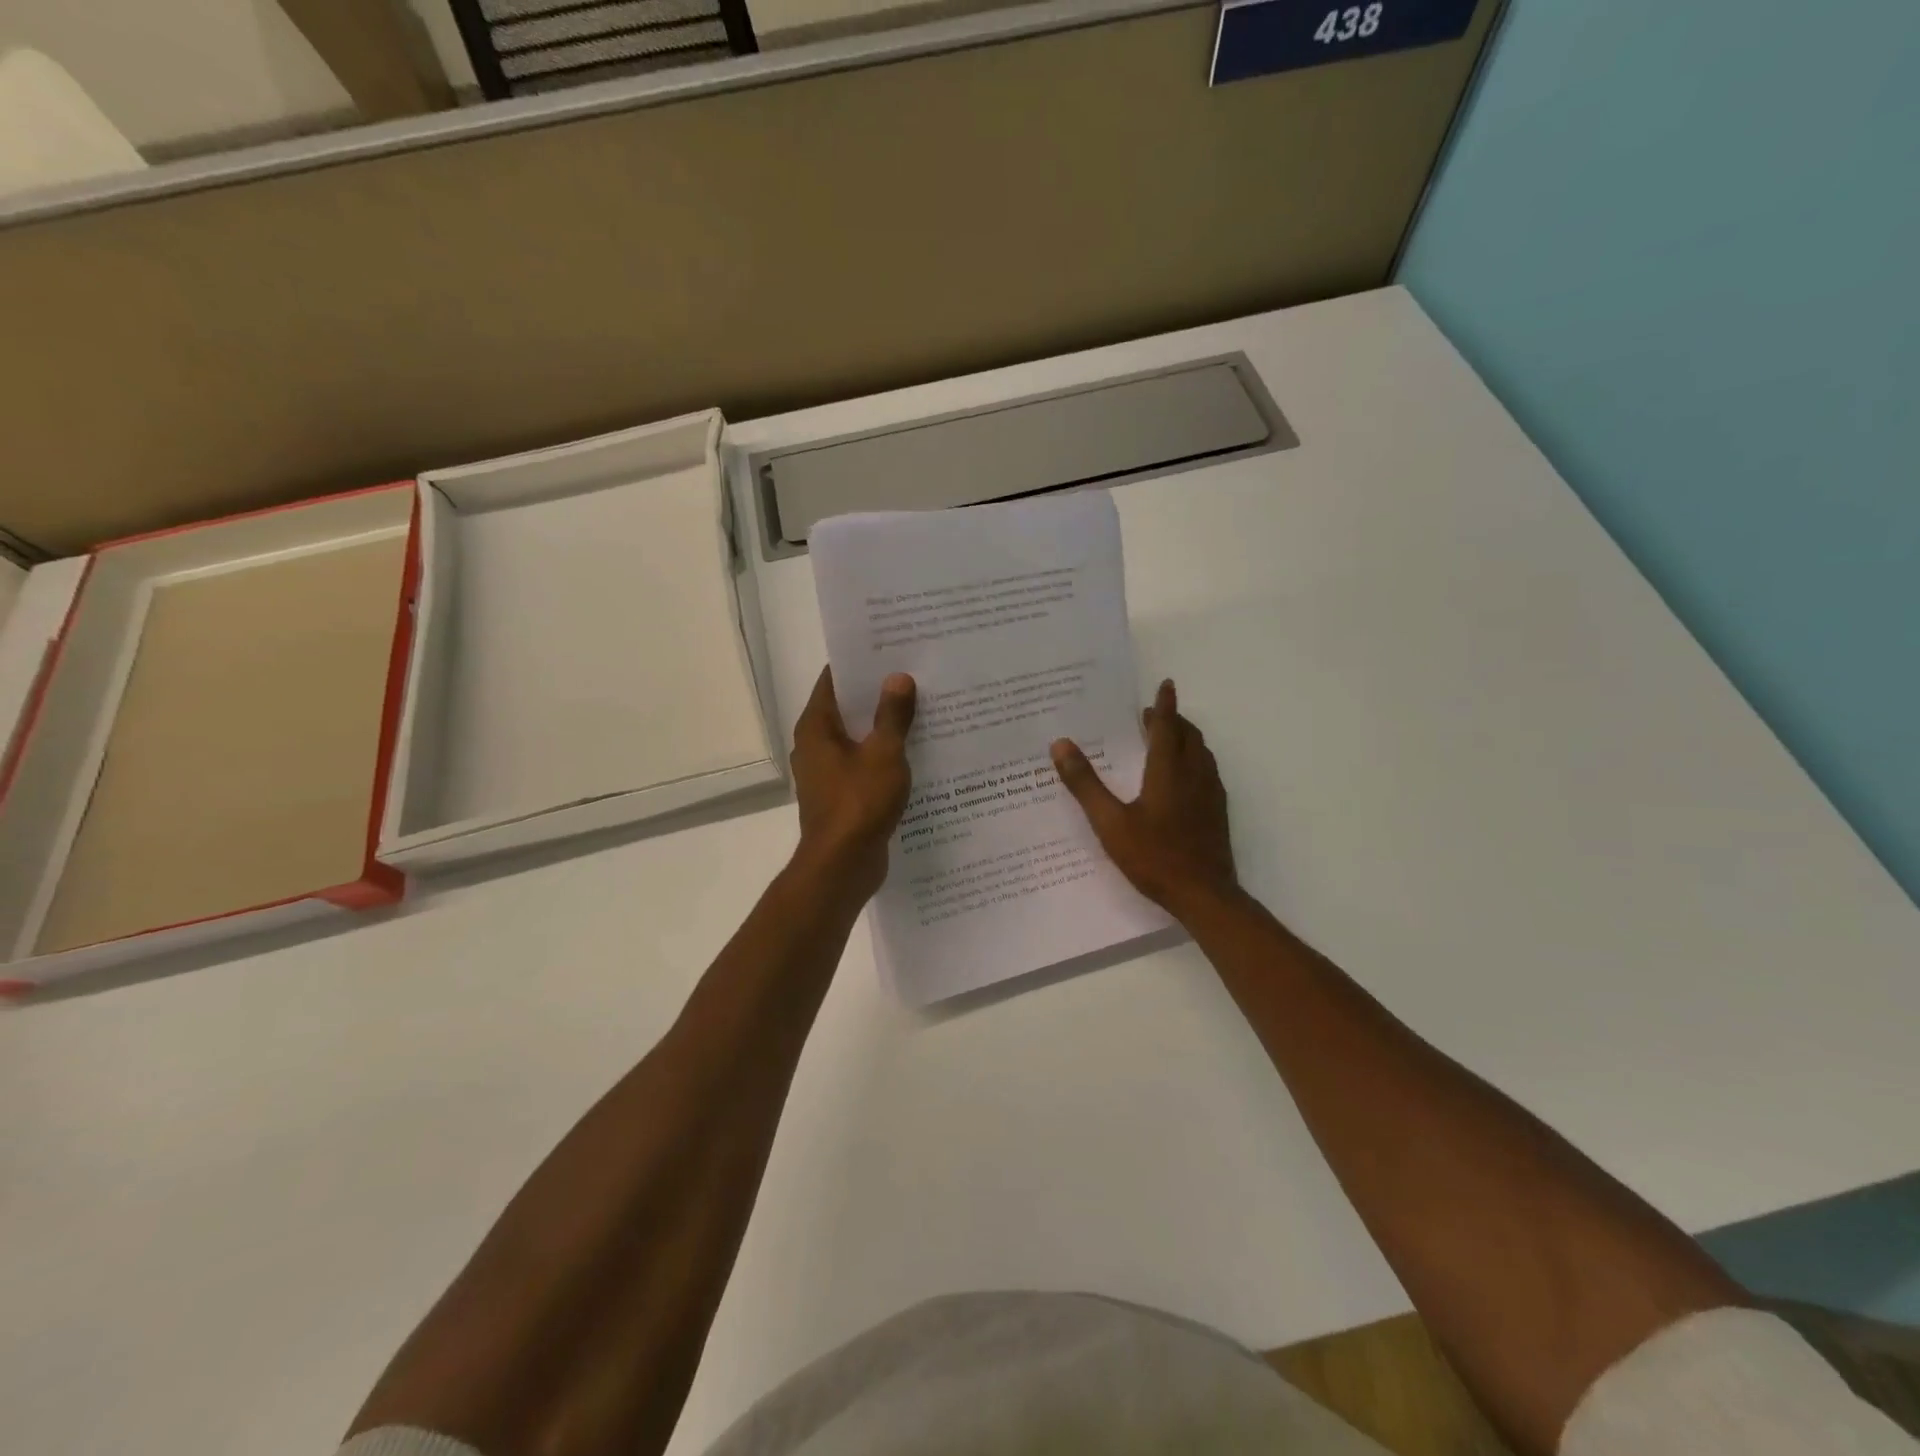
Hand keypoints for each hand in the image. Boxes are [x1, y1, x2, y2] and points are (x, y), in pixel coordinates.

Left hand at [790, 666, 916, 899]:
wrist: (843, 865)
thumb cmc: (859, 803)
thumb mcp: (884, 753)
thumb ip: (892, 715)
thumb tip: (897, 677)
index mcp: (816, 727)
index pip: (834, 680)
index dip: (861, 664)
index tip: (890, 650)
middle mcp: (815, 746)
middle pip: (846, 708)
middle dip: (877, 694)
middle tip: (915, 675)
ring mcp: (826, 773)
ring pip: (857, 738)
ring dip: (883, 727)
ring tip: (922, 709)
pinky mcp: (841, 796)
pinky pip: (863, 764)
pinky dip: (883, 756)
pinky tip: (915, 752)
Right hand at [1051, 679, 1237, 915]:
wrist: (1204, 895)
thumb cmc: (1154, 856)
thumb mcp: (1109, 822)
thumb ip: (1085, 784)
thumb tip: (1060, 744)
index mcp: (1168, 771)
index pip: (1168, 727)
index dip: (1165, 704)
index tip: (1165, 684)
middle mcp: (1194, 775)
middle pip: (1189, 736)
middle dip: (1173, 720)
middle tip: (1152, 715)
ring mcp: (1211, 794)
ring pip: (1201, 753)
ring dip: (1185, 739)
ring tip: (1166, 740)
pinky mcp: (1218, 812)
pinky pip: (1207, 772)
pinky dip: (1193, 760)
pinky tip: (1182, 778)